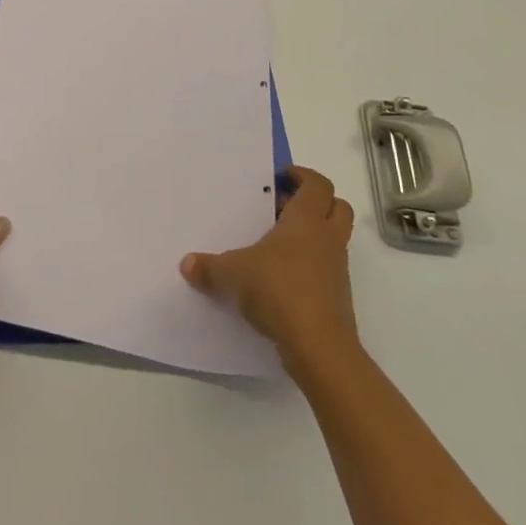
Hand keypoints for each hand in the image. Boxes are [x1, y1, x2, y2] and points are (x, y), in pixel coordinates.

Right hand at [180, 166, 359, 367]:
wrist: (319, 348)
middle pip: (338, 207)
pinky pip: (328, 270)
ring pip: (334, 239)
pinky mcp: (338, 299)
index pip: (318, 184)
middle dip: (316, 203)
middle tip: (283, 207)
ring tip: (277, 245)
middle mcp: (327, 239)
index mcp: (306, 220)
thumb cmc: (278, 290)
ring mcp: (337, 270)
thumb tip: (187, 264)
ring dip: (313, 236)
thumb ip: (209, 267)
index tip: (280, 178)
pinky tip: (281, 279)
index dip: (302, 176)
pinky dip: (311, 267)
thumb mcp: (233, 274)